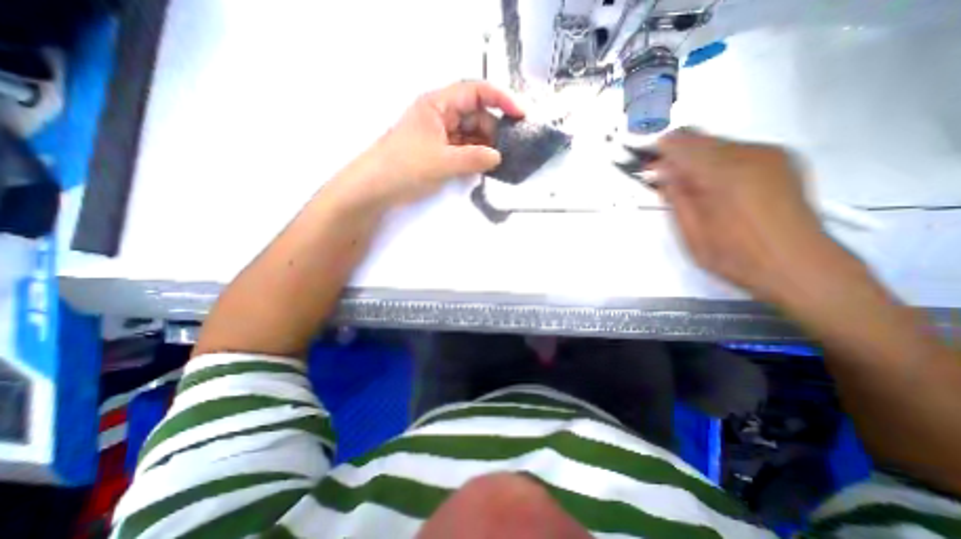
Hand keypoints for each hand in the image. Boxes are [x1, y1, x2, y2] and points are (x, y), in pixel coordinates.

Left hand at [355, 80, 521, 208]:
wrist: (375, 188)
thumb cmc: (404, 167)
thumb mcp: (442, 162)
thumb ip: (474, 158)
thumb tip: (498, 157)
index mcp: (438, 105)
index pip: (475, 91)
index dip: (501, 99)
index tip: (521, 115)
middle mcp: (440, 115)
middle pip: (475, 114)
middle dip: (493, 129)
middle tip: (509, 149)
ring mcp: (440, 135)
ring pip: (470, 134)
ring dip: (485, 146)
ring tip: (499, 162)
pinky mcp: (439, 152)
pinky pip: (463, 149)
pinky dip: (474, 156)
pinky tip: (484, 167)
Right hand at [657, 129, 841, 302]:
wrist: (799, 267)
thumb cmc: (737, 256)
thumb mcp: (692, 232)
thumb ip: (677, 197)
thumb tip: (664, 174)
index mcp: (725, 174)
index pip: (683, 146)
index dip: (662, 152)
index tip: (650, 165)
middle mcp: (752, 156)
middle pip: (703, 139)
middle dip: (679, 154)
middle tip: (665, 176)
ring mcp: (772, 157)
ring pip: (722, 144)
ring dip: (698, 158)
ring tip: (688, 184)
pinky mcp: (784, 164)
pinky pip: (740, 151)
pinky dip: (719, 161)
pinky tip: (714, 184)